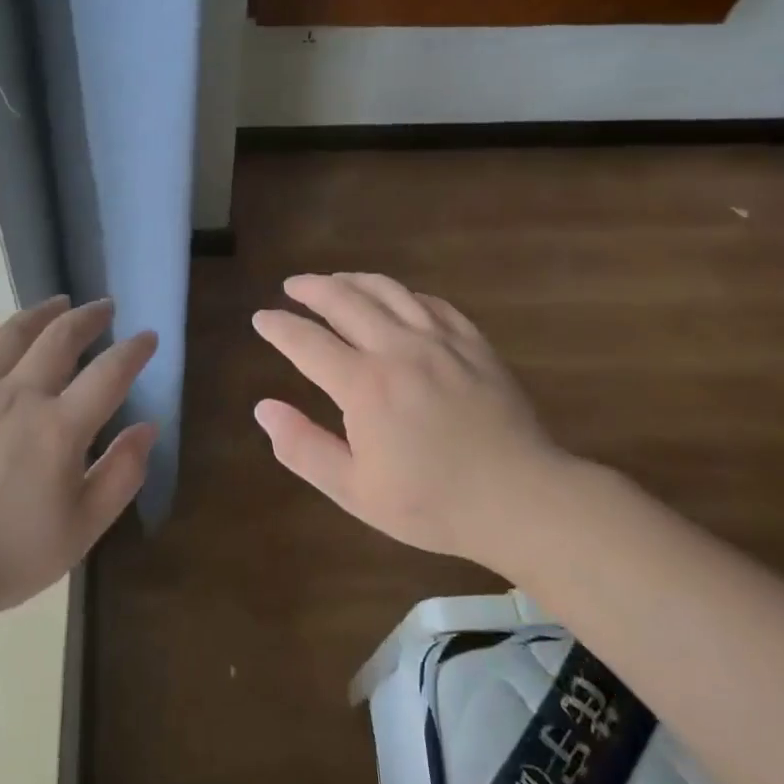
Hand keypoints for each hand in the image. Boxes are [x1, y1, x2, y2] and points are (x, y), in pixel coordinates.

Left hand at [0, 295, 157, 646]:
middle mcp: (18, 397)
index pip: (109, 373)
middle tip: (104, 308)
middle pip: (59, 338)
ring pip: (10, 335)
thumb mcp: (82, 529)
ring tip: (58, 303)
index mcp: (59, 429)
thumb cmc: (11, 557)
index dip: (134, 350)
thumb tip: (148, 427)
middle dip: (88, 317)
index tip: (148, 337)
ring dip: (39, 313)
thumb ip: (121, 474)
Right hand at [251, 273, 571, 566]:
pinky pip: (432, 303)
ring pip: (388, 291)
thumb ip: (303, 448)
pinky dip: (404, 294)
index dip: (279, 327)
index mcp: (364, 385)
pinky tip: (397, 298)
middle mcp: (398, 349)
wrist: (522, 500)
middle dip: (311, 289)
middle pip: (345, 301)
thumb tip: (263, 408)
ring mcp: (440, 341)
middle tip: (292, 286)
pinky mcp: (473, 344)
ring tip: (335, 279)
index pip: (307, 342)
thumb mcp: (355, 490)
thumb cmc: (433, 504)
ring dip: (354, 280)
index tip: (261, 318)